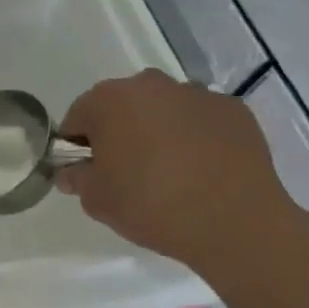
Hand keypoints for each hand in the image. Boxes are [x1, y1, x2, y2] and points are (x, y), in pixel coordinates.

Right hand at [55, 70, 298, 274]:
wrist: (236, 222)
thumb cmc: (151, 205)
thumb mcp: (97, 200)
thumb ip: (77, 178)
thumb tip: (72, 172)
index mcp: (108, 100)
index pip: (78, 117)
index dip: (78, 147)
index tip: (88, 172)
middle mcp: (150, 85)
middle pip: (121, 107)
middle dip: (119, 133)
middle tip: (127, 173)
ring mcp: (196, 94)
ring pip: (163, 110)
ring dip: (158, 131)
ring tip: (170, 173)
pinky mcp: (233, 110)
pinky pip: (200, 121)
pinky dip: (196, 137)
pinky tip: (202, 170)